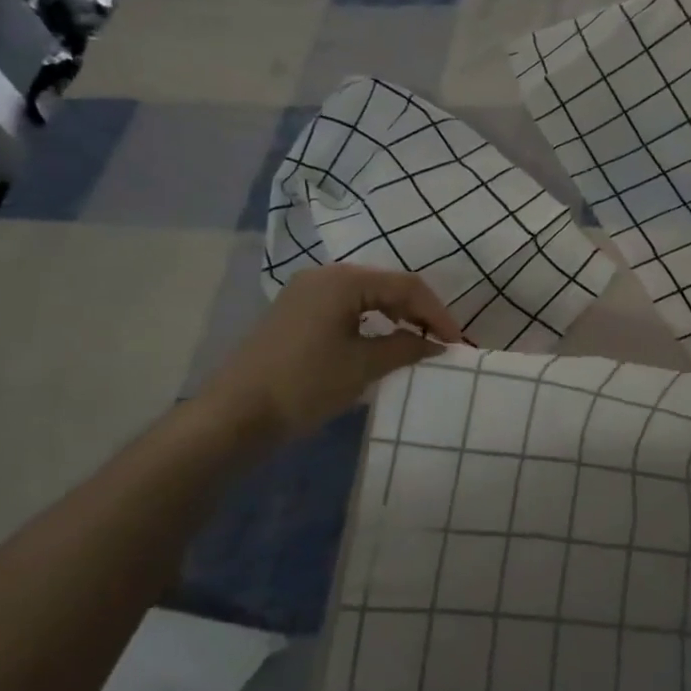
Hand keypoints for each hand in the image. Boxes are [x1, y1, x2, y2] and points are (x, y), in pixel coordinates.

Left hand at [197, 264, 460, 443]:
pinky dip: (370, 322)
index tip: (456, 342)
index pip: (406, 286)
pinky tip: (380, 342)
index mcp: (343, 280)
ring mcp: (306, 293)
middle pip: (386, 285)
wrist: (234, 415)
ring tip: (416, 342)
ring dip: (395, 316)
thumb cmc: (304, 384)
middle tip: (440, 341)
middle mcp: (324, 276)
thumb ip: (405, 348)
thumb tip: (436, 344)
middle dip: (417, 312)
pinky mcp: (296, 313)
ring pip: (366, 296)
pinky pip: (345, 308)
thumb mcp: (363, 367)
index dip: (436, 313)